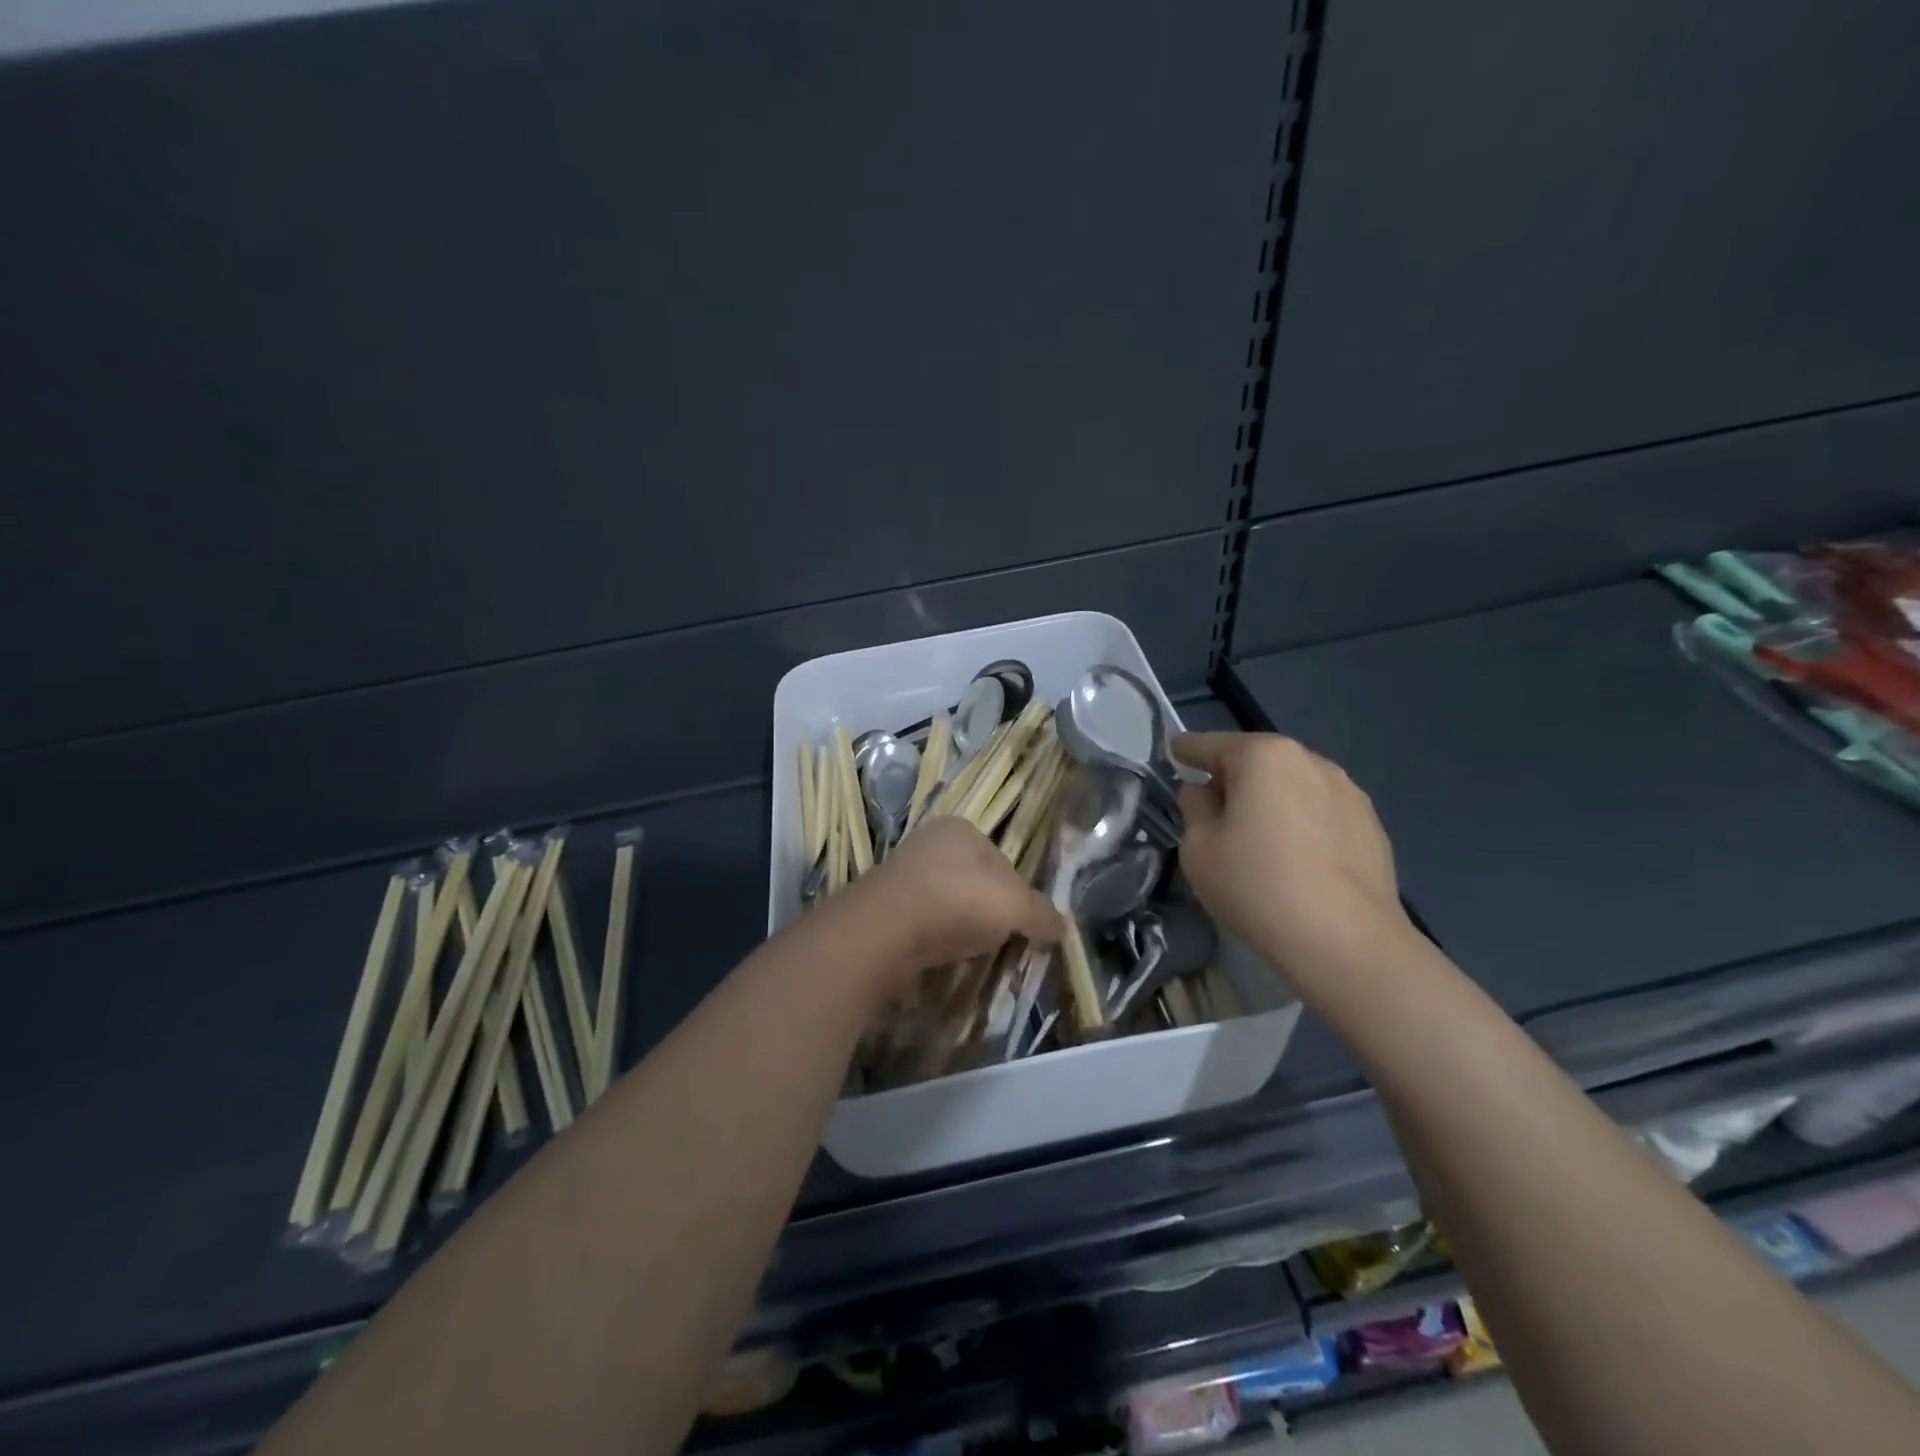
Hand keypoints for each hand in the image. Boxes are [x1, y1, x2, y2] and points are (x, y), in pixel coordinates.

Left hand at [842, 817, 1063, 979]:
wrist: (886, 929)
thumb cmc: (958, 901)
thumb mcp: (1016, 907)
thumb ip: (1042, 915)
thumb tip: (1062, 929)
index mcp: (961, 829)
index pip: (1004, 863)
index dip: (1019, 897)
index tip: (1024, 927)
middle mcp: (929, 843)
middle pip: (976, 884)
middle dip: (989, 915)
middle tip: (1000, 944)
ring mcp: (903, 874)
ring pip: (949, 905)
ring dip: (962, 929)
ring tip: (970, 955)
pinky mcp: (885, 907)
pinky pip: (924, 925)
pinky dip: (936, 941)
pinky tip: (941, 958)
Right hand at [1173, 731, 1413, 979]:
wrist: (1347, 943)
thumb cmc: (1258, 886)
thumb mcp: (1199, 847)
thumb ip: (1195, 807)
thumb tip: (1206, 792)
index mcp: (1263, 756)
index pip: (1209, 744)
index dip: (1185, 751)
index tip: (1172, 754)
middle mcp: (1310, 760)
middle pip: (1255, 762)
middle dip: (1232, 779)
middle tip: (1212, 814)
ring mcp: (1348, 791)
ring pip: (1291, 786)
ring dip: (1270, 802)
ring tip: (1258, 842)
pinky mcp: (1371, 825)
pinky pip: (1319, 813)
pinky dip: (1300, 824)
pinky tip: (1296, 862)